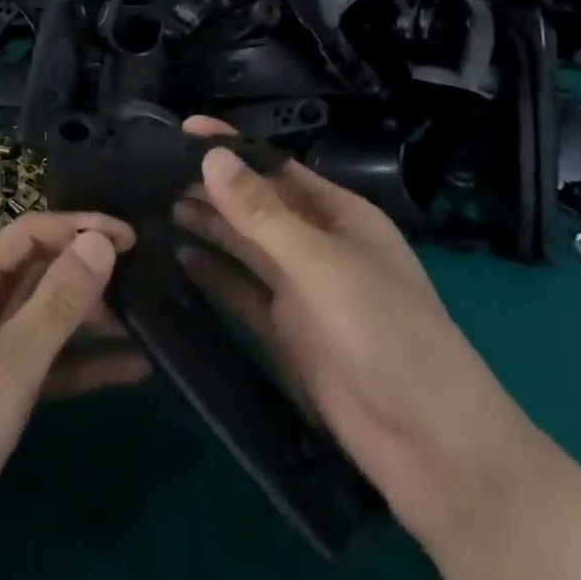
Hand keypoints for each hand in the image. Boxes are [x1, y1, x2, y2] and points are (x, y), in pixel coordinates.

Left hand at [0, 211, 145, 579]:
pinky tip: (133, 368)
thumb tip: (100, 241)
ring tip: (149, 317)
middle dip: (88, 271)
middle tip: (148, 277)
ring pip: (46, 318)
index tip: (133, 237)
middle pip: (38, 272)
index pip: (29, 234)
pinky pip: (48, 364)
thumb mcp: (10, 363)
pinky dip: (83, 364)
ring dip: (91, 317)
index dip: (80, 227)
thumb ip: (58, 300)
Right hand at [173, 117, 545, 545]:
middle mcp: (317, 245)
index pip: (275, 168)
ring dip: (206, 226)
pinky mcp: (285, 333)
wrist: (432, 450)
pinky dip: (211, 274)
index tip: (181, 129)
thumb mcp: (323, 265)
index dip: (231, 147)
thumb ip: (263, 214)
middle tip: (148, 172)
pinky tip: (176, 258)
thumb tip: (211, 156)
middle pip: (254, 206)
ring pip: (243, 247)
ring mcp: (301, 291)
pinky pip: (241, 292)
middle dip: (210, 187)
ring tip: (151, 207)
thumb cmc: (388, 335)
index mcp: (339, 215)